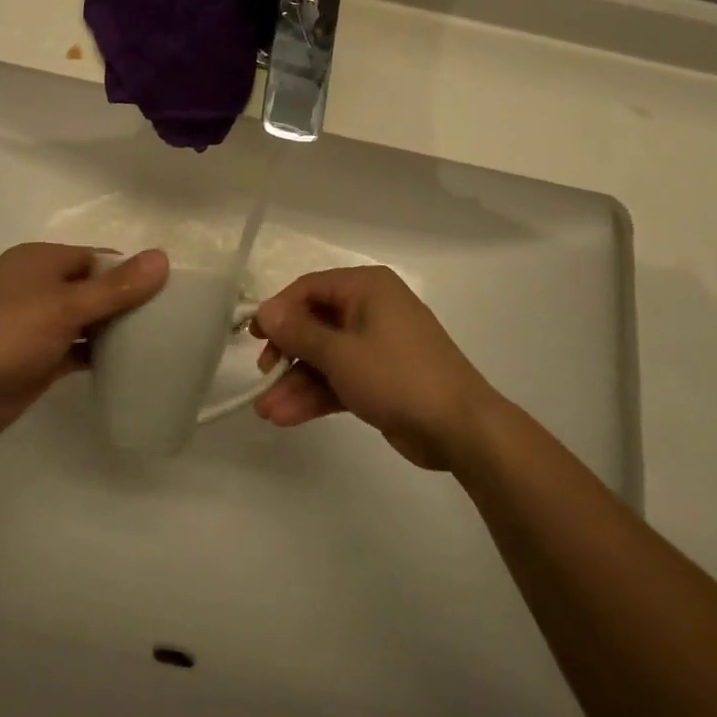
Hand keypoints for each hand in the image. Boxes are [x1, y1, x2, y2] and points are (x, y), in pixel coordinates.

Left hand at [0, 243, 168, 447]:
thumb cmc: (8, 335)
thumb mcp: (65, 306)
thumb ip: (116, 287)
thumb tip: (162, 258)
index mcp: (39, 261)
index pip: (96, 257)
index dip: (129, 270)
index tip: (167, 289)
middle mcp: (37, 287)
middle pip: (92, 287)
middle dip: (125, 300)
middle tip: (170, 317)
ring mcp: (36, 324)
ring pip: (85, 320)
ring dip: (114, 329)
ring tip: (159, 339)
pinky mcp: (38, 358)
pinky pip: (77, 349)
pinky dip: (99, 354)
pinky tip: (131, 364)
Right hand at [250, 265, 504, 469]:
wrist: (461, 428)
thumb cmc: (398, 376)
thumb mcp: (340, 353)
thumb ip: (298, 332)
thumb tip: (264, 311)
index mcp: (367, 288)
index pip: (309, 288)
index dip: (279, 311)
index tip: (255, 338)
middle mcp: (371, 309)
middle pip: (315, 323)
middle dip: (286, 354)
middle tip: (263, 374)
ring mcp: (377, 345)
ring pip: (325, 356)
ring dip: (296, 382)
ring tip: (266, 411)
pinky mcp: (381, 378)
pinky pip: (340, 378)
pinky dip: (316, 394)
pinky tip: (286, 416)